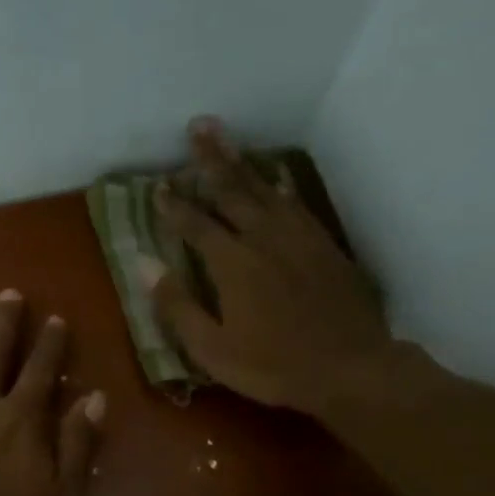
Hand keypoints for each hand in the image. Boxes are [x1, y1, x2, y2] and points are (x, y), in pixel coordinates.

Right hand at [141, 116, 401, 418]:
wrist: (350, 368)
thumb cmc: (273, 366)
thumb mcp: (213, 349)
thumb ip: (177, 306)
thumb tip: (144, 265)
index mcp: (232, 263)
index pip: (195, 224)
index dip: (174, 205)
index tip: (158, 186)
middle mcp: (263, 238)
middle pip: (231, 190)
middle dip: (210, 159)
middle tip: (197, 127)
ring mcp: (297, 237)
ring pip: (263, 189)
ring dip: (241, 161)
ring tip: (224, 136)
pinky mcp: (323, 244)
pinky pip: (295, 203)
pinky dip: (279, 185)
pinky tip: (274, 176)